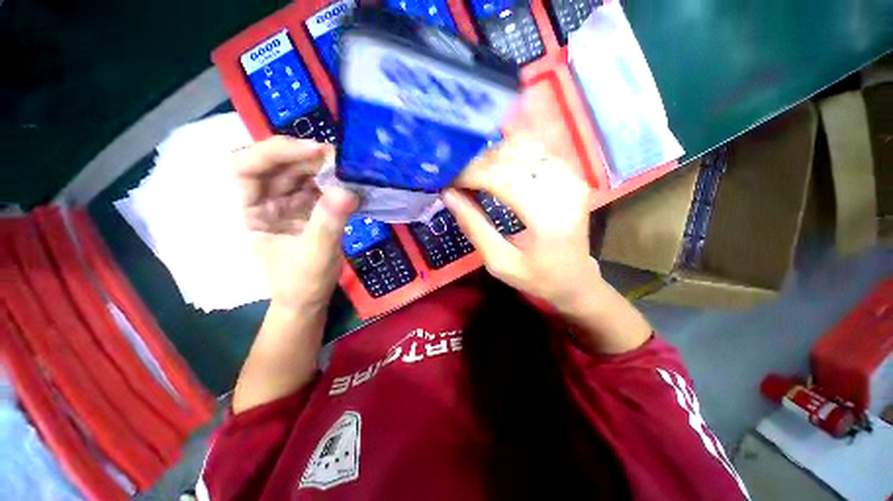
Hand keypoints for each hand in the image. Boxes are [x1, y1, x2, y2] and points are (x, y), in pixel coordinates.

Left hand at [233, 137, 357, 310]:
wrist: (309, 299)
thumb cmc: (303, 282)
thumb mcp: (316, 254)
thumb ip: (330, 222)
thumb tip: (348, 190)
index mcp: (249, 212)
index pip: (245, 168)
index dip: (275, 152)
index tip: (314, 151)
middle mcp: (263, 202)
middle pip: (276, 166)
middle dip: (305, 157)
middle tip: (339, 158)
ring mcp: (285, 205)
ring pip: (298, 174)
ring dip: (322, 168)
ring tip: (348, 169)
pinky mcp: (305, 210)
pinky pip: (316, 188)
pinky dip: (332, 183)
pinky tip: (348, 184)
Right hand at [442, 137, 601, 313]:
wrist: (576, 278)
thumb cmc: (536, 277)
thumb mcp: (499, 262)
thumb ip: (474, 227)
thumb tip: (448, 195)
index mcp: (547, 219)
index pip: (503, 180)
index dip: (472, 175)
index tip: (449, 181)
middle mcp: (564, 190)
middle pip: (513, 159)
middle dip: (478, 164)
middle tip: (459, 178)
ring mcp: (573, 179)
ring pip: (525, 148)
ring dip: (494, 156)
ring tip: (475, 173)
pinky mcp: (573, 175)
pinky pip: (537, 151)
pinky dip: (511, 154)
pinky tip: (497, 167)